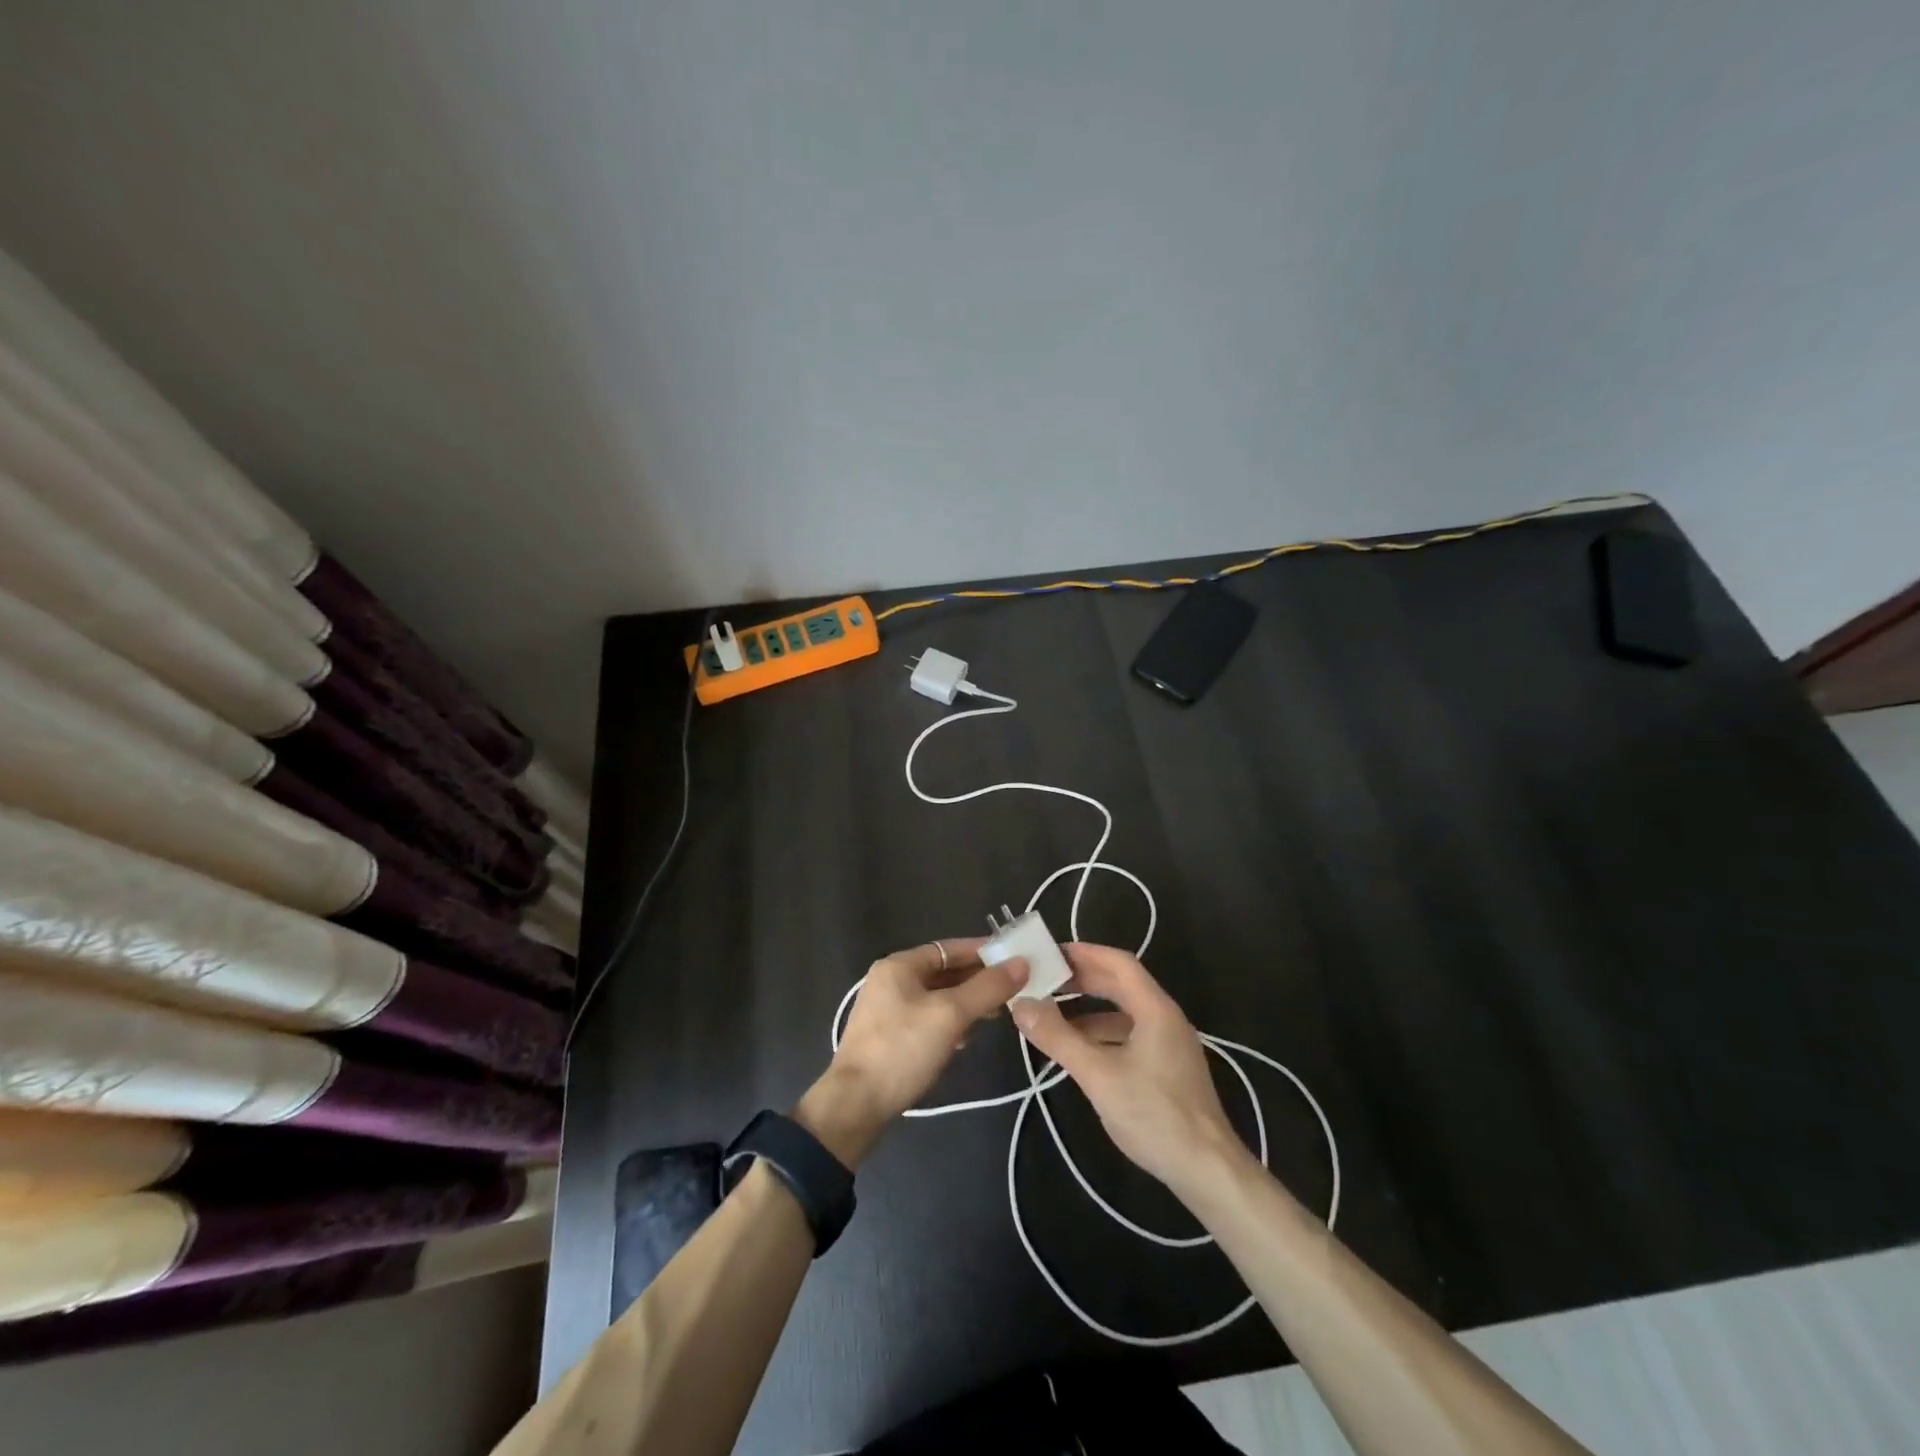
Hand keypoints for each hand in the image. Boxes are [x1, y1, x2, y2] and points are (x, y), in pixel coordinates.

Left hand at [799, 939, 1028, 1166]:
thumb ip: (987, 988)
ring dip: (966, 1003)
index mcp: (900, 965)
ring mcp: (888, 1009)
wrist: (855, 1106)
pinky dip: (950, 1022)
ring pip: (938, 997)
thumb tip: (1022, 962)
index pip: (950, 948)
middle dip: (978, 980)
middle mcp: (891, 980)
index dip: (983, 952)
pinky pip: (928, 1018)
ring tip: (996, 1014)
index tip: (1015, 958)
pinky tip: (966, 1038)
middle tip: (1013, 989)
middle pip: (944, 971)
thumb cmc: (902, 1050)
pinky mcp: (889, 1036)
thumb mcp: (950, 1015)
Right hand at [1010, 943, 1246, 1197]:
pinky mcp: (1167, 1069)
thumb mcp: (1098, 1075)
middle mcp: (1165, 1018)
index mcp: (1155, 1009)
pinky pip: (1129, 1035)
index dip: (1085, 953)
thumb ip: (1058, 1038)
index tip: (1050, 952)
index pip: (1119, 963)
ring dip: (1089, 1008)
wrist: (1207, 1171)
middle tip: (1045, 979)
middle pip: (1121, 984)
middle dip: (1083, 979)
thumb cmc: (1154, 1115)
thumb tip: (1021, 1004)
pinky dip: (1101, 1034)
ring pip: (1124, 1012)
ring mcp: (1169, 1044)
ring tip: (1052, 1014)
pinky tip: (1079, 1050)